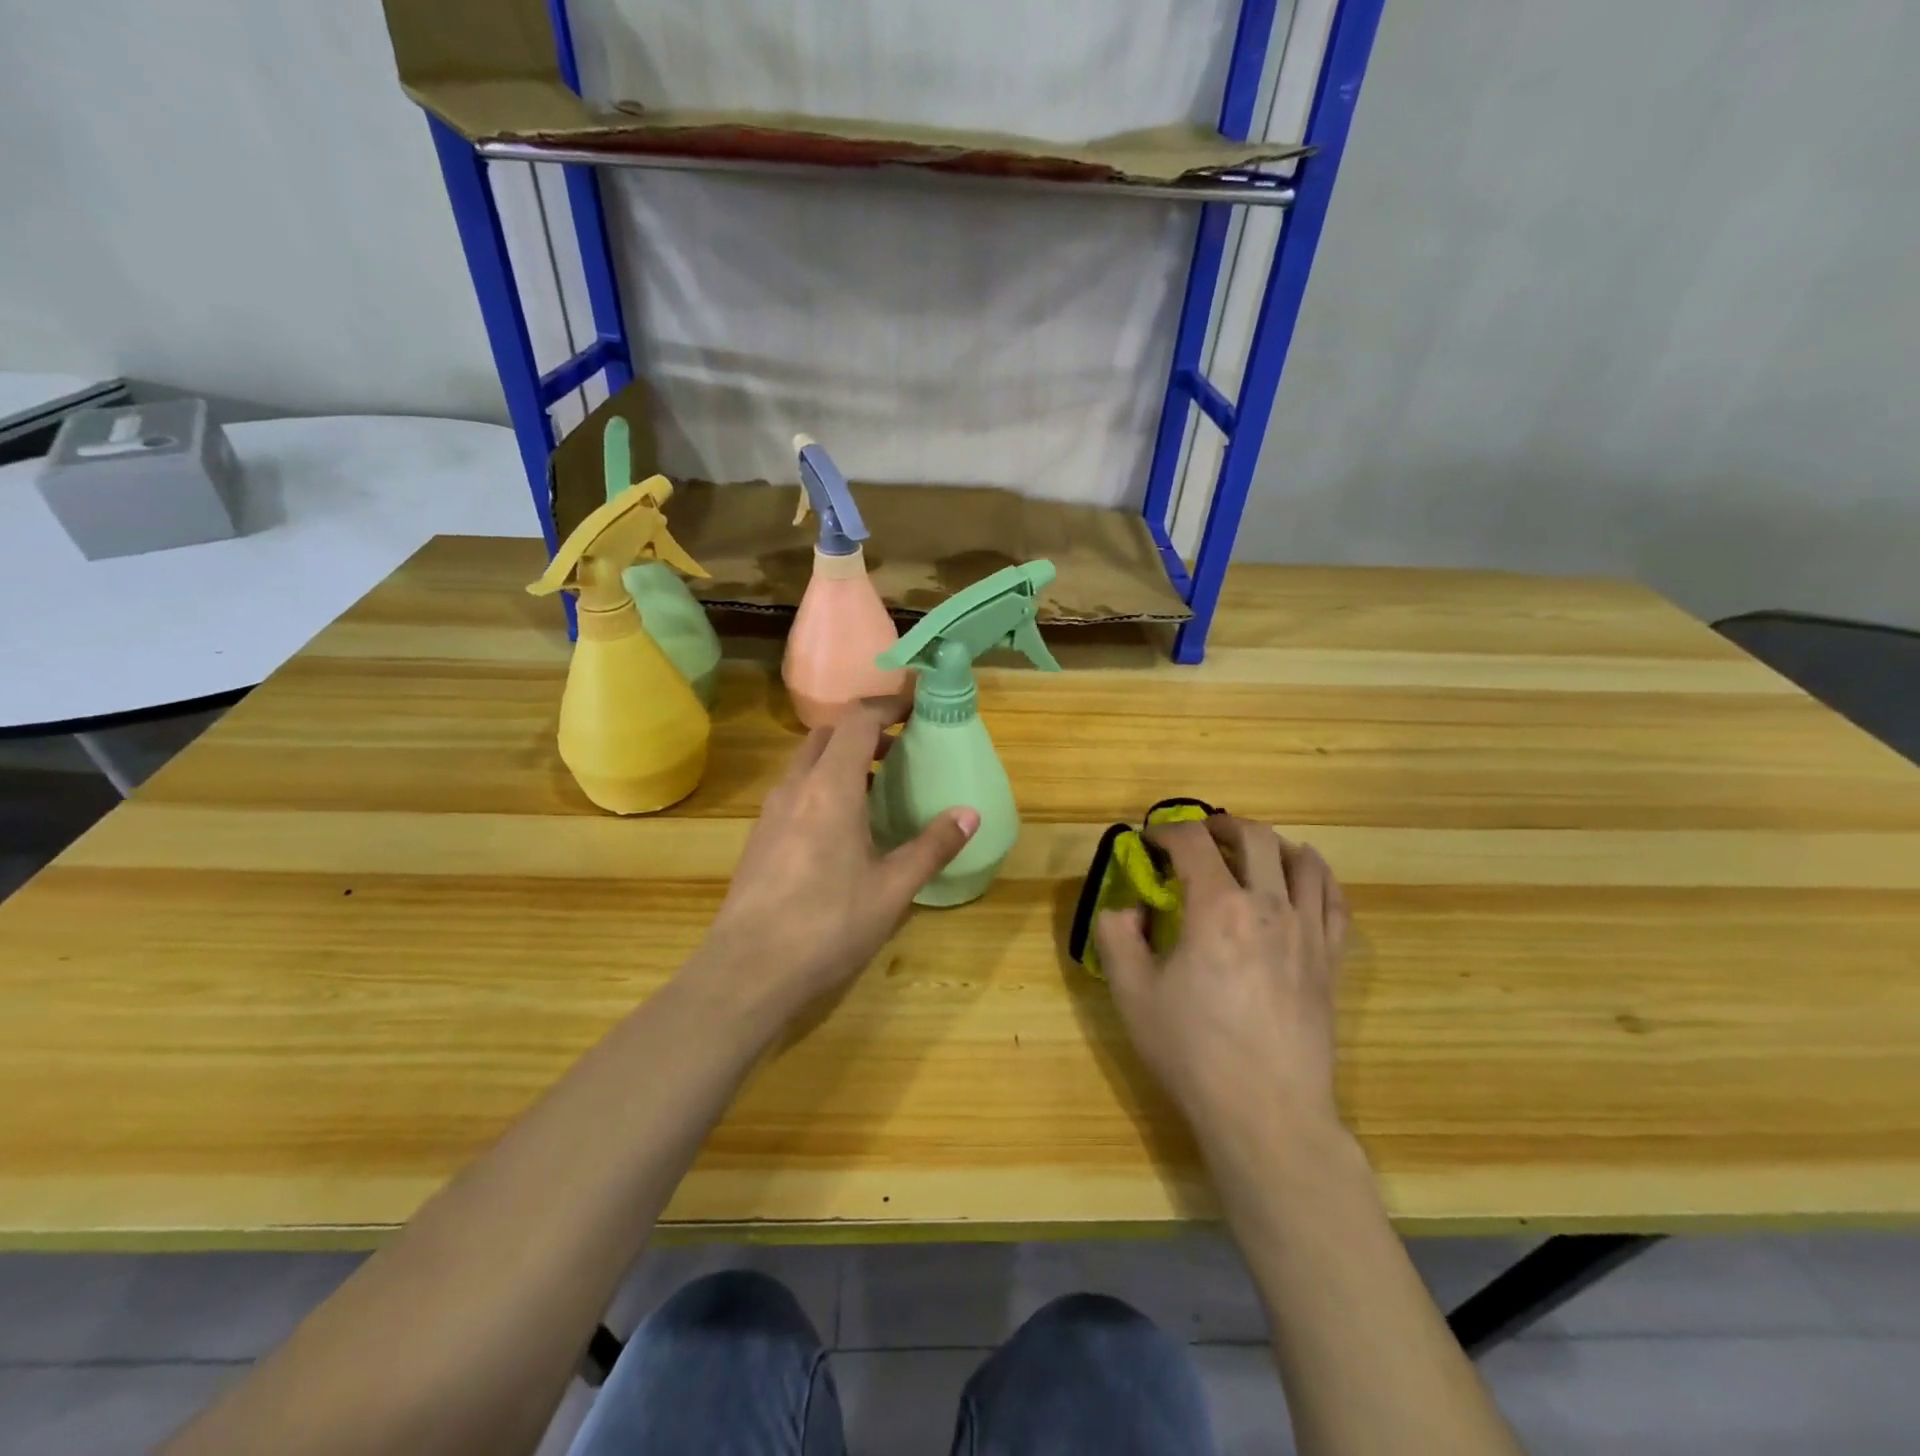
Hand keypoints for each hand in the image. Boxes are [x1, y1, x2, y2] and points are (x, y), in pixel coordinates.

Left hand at [690, 701, 978, 1027]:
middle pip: (828, 735)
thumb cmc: (827, 925)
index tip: (919, 703)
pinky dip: (824, 786)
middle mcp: (795, 787)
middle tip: (901, 747)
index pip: (857, 720)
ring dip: (843, 759)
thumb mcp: (892, 889)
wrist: (747, 972)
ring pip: (808, 763)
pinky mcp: (760, 838)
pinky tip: (844, 827)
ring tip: (879, 786)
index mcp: (830, 787)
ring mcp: (771, 812)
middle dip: (865, 730)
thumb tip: (970, 813)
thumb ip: (932, 846)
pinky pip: (796, 791)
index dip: (889, 704)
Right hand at [1094, 816, 1348, 1153]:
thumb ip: (1116, 937)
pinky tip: (1301, 880)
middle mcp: (1268, 905)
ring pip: (1301, 859)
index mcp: (1216, 907)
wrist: (1266, 1112)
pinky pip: (1333, 898)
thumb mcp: (1131, 994)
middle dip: (1219, 825)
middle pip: (1253, 836)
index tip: (1149, 841)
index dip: (1166, 831)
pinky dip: (1315, 876)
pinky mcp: (1331, 959)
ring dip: (1270, 844)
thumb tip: (1124, 908)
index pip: (1192, 841)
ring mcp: (1307, 930)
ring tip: (1249, 853)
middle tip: (1198, 838)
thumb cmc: (1193, 1051)